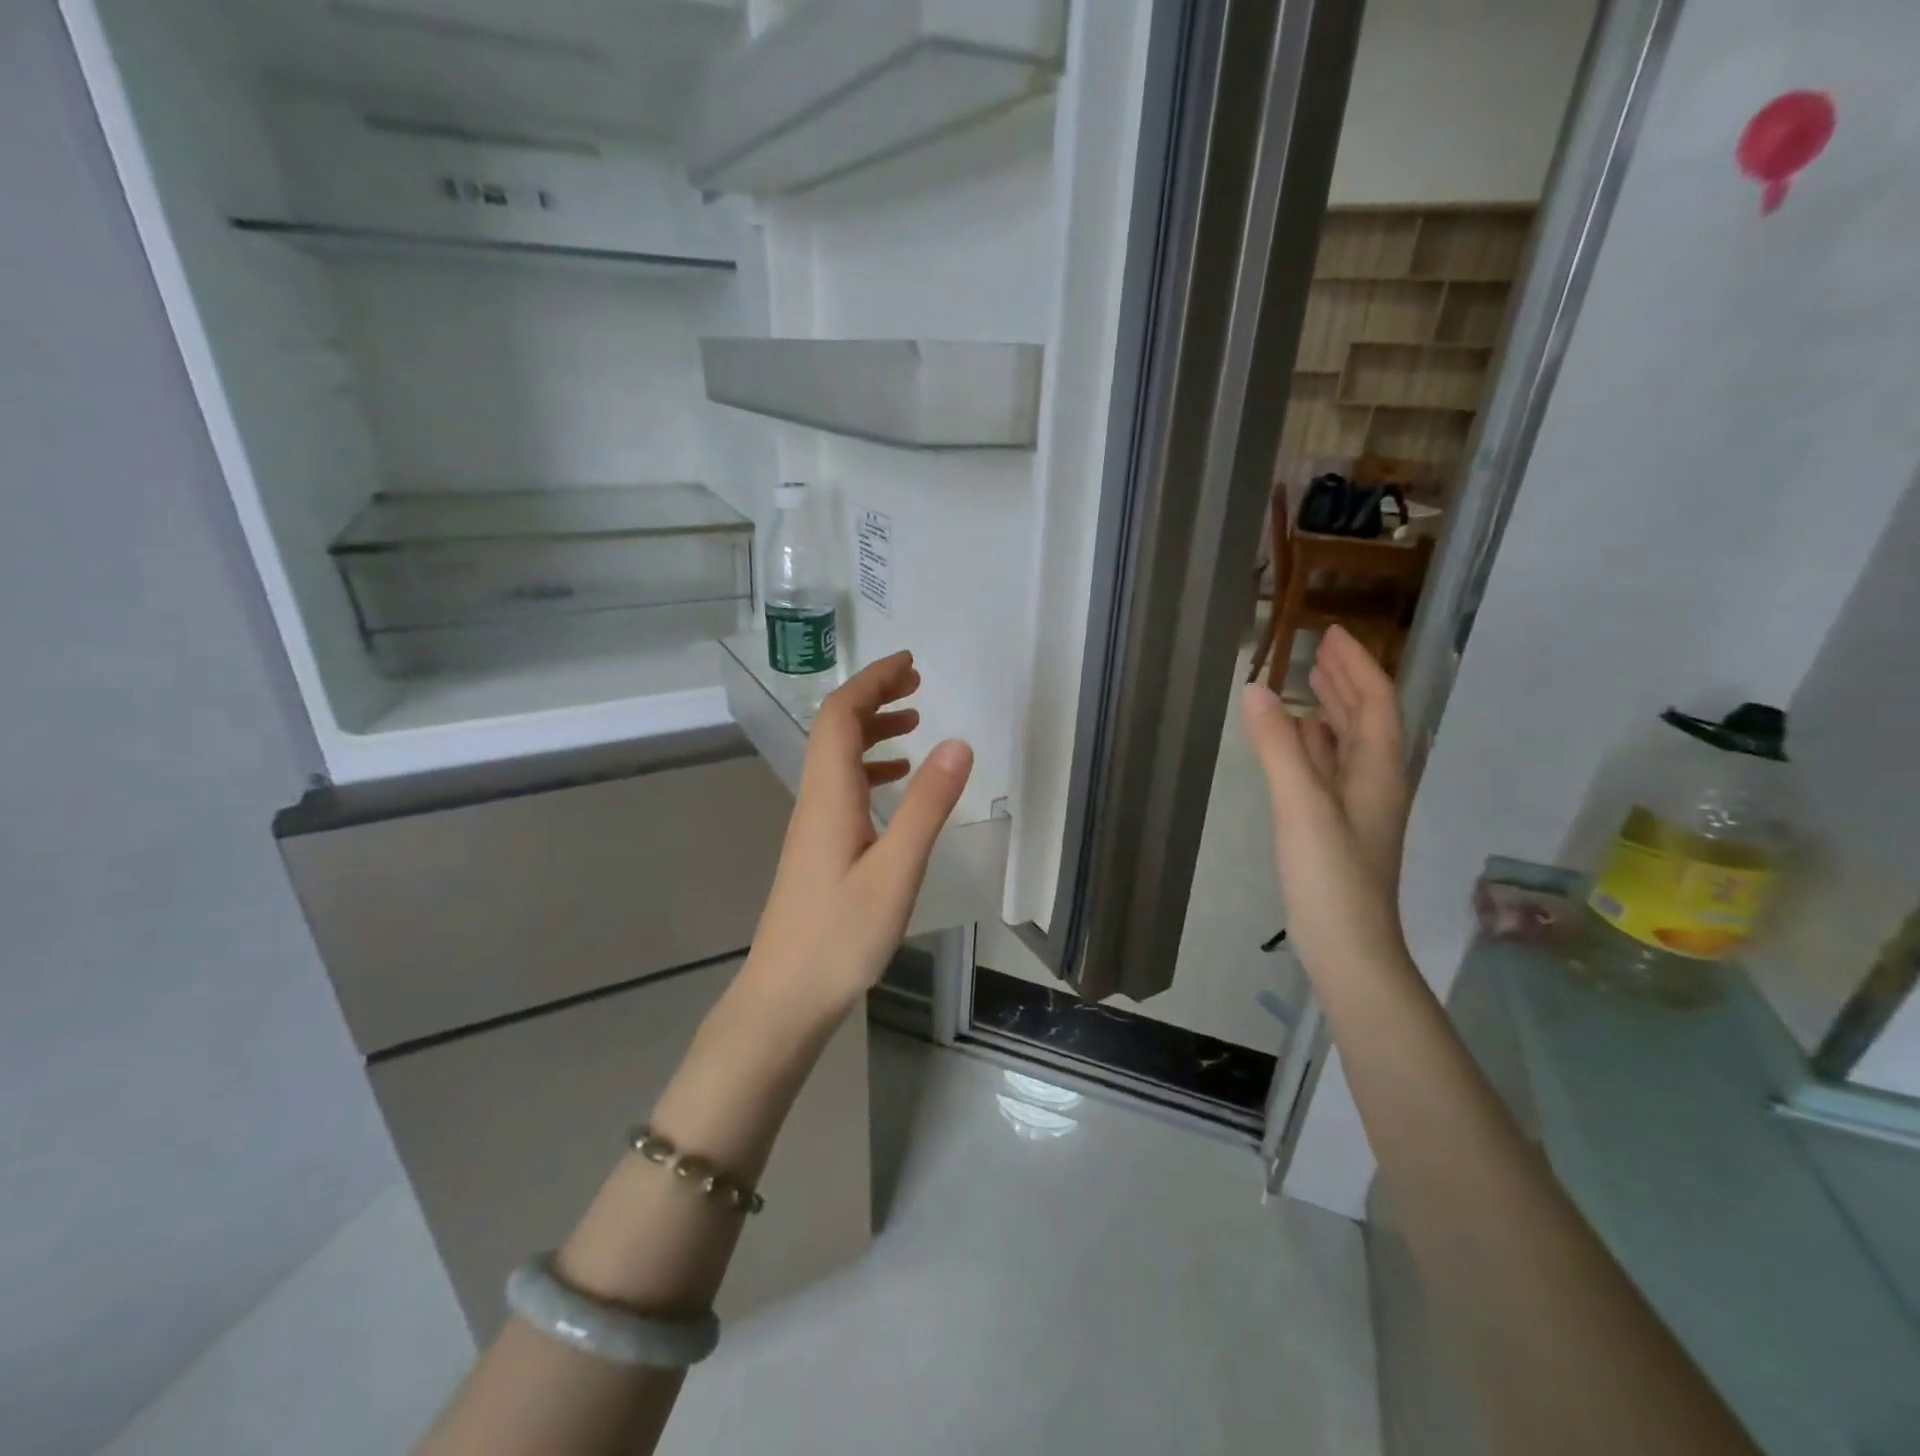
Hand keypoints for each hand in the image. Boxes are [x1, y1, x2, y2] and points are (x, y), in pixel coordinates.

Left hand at [746, 651, 973, 1016]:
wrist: (785, 996)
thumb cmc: (841, 936)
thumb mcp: (896, 870)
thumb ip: (927, 806)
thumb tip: (958, 743)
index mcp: (829, 795)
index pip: (840, 715)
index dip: (871, 681)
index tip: (909, 664)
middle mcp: (815, 800)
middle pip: (835, 729)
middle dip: (873, 696)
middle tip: (917, 684)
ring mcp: (814, 825)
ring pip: (838, 758)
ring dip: (873, 730)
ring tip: (915, 723)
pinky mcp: (819, 849)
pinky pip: (843, 787)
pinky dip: (871, 768)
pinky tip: (896, 783)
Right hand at [1240, 626, 1411, 972]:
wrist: (1349, 948)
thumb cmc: (1332, 876)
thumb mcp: (1301, 806)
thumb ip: (1279, 747)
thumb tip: (1256, 688)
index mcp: (1376, 770)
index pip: (1375, 702)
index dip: (1357, 665)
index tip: (1332, 633)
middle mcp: (1373, 782)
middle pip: (1366, 719)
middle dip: (1346, 680)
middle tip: (1319, 648)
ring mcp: (1355, 808)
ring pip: (1347, 745)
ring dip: (1331, 710)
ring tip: (1307, 683)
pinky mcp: (1335, 828)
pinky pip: (1328, 770)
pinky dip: (1313, 745)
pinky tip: (1295, 745)